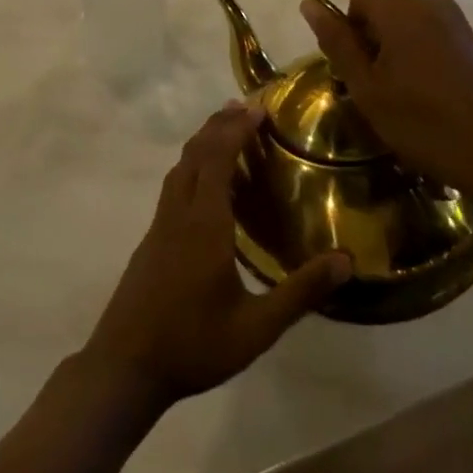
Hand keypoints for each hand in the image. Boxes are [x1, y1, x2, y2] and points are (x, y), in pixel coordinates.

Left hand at [79, 102, 351, 404]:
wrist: (126, 365)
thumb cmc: (193, 345)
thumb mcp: (257, 328)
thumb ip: (301, 293)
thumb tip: (346, 260)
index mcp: (204, 223)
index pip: (218, 158)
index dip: (236, 129)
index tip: (258, 108)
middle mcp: (179, 212)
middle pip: (195, 153)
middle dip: (219, 125)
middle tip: (246, 108)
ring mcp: (160, 224)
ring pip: (180, 167)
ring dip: (203, 143)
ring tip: (227, 133)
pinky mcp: (152, 238)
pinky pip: (174, 186)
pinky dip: (193, 166)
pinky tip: (206, 186)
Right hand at [288, 0, 472, 213]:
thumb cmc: (430, 125)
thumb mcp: (369, 89)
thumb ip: (338, 42)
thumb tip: (310, 5)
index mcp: (399, 8)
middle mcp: (425, 0)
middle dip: (347, 20)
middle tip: (341, 69)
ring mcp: (447, 17)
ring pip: (390, 11)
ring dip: (370, 36)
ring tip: (372, 87)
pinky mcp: (460, 37)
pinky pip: (411, 24)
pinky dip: (392, 42)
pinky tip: (398, 85)